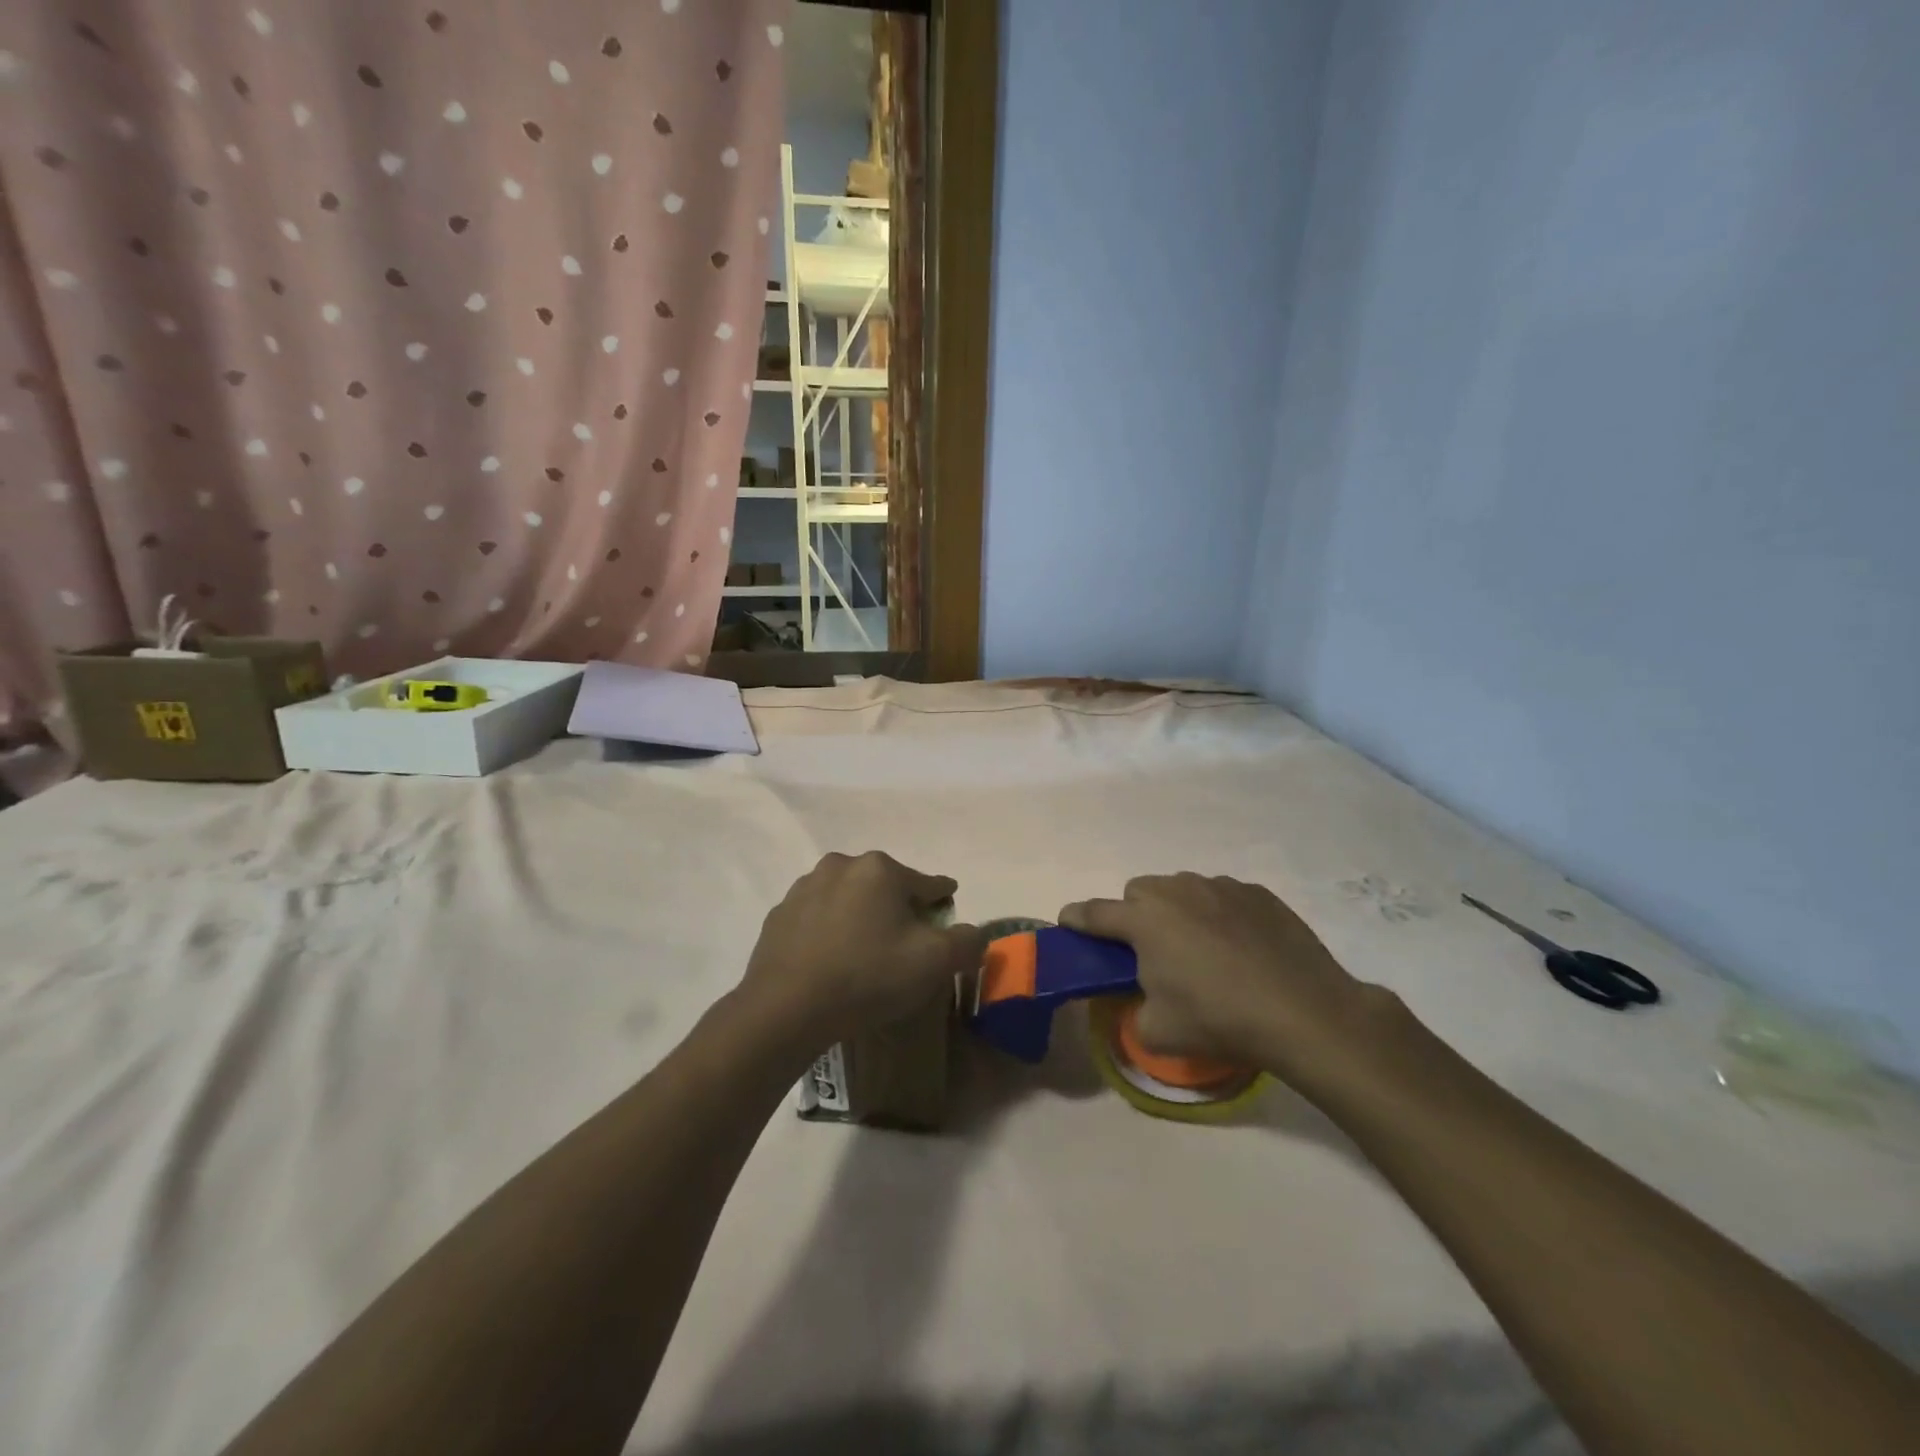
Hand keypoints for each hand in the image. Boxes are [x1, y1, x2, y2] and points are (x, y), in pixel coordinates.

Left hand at [740, 851, 987, 1049]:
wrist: (786, 1009)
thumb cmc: (868, 976)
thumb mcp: (934, 963)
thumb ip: (966, 942)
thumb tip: (975, 935)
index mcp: (881, 869)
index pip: (928, 884)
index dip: (943, 902)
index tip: (947, 915)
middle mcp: (841, 865)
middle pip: (886, 886)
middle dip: (899, 909)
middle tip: (906, 945)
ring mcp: (805, 888)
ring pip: (849, 898)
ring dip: (862, 917)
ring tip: (866, 954)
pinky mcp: (779, 915)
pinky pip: (818, 918)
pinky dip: (830, 931)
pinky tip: (832, 961)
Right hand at [1059, 874, 1400, 1088]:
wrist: (1305, 1012)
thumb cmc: (1220, 1020)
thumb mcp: (1158, 1032)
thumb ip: (1132, 1011)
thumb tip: (1139, 1000)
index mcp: (1144, 920)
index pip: (1094, 913)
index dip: (1076, 919)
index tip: (1068, 923)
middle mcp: (1177, 891)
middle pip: (1138, 893)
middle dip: (1136, 916)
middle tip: (1152, 952)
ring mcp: (1220, 886)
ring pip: (1181, 889)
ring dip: (1177, 911)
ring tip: (1201, 949)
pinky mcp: (1257, 892)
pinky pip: (1221, 895)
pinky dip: (1218, 914)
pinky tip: (1239, 947)